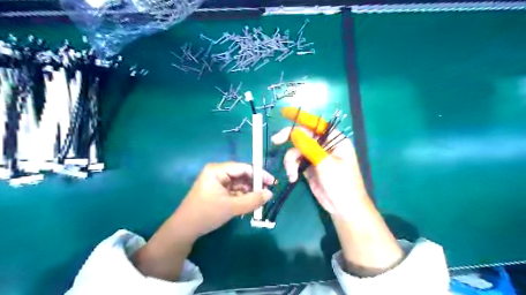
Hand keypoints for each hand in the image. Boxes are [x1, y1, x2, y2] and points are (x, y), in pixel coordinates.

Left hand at [174, 163, 276, 237]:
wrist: (184, 230)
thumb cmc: (206, 214)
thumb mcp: (231, 207)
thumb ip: (252, 200)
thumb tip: (270, 194)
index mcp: (217, 170)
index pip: (244, 168)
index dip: (259, 174)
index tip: (272, 182)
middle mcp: (218, 173)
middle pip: (242, 175)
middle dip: (254, 185)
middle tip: (267, 194)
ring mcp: (218, 182)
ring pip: (239, 184)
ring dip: (249, 192)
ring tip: (259, 202)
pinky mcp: (218, 191)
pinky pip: (235, 191)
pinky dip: (243, 197)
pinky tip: (250, 205)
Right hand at [274, 109, 366, 218]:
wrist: (344, 208)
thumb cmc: (342, 184)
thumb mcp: (326, 164)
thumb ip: (310, 147)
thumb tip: (294, 132)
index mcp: (335, 140)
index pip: (317, 124)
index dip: (301, 117)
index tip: (285, 113)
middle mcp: (325, 145)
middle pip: (303, 135)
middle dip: (289, 139)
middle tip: (276, 141)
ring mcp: (316, 156)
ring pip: (297, 150)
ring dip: (290, 160)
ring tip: (292, 174)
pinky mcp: (309, 166)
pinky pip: (296, 161)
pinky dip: (292, 168)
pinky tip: (293, 178)